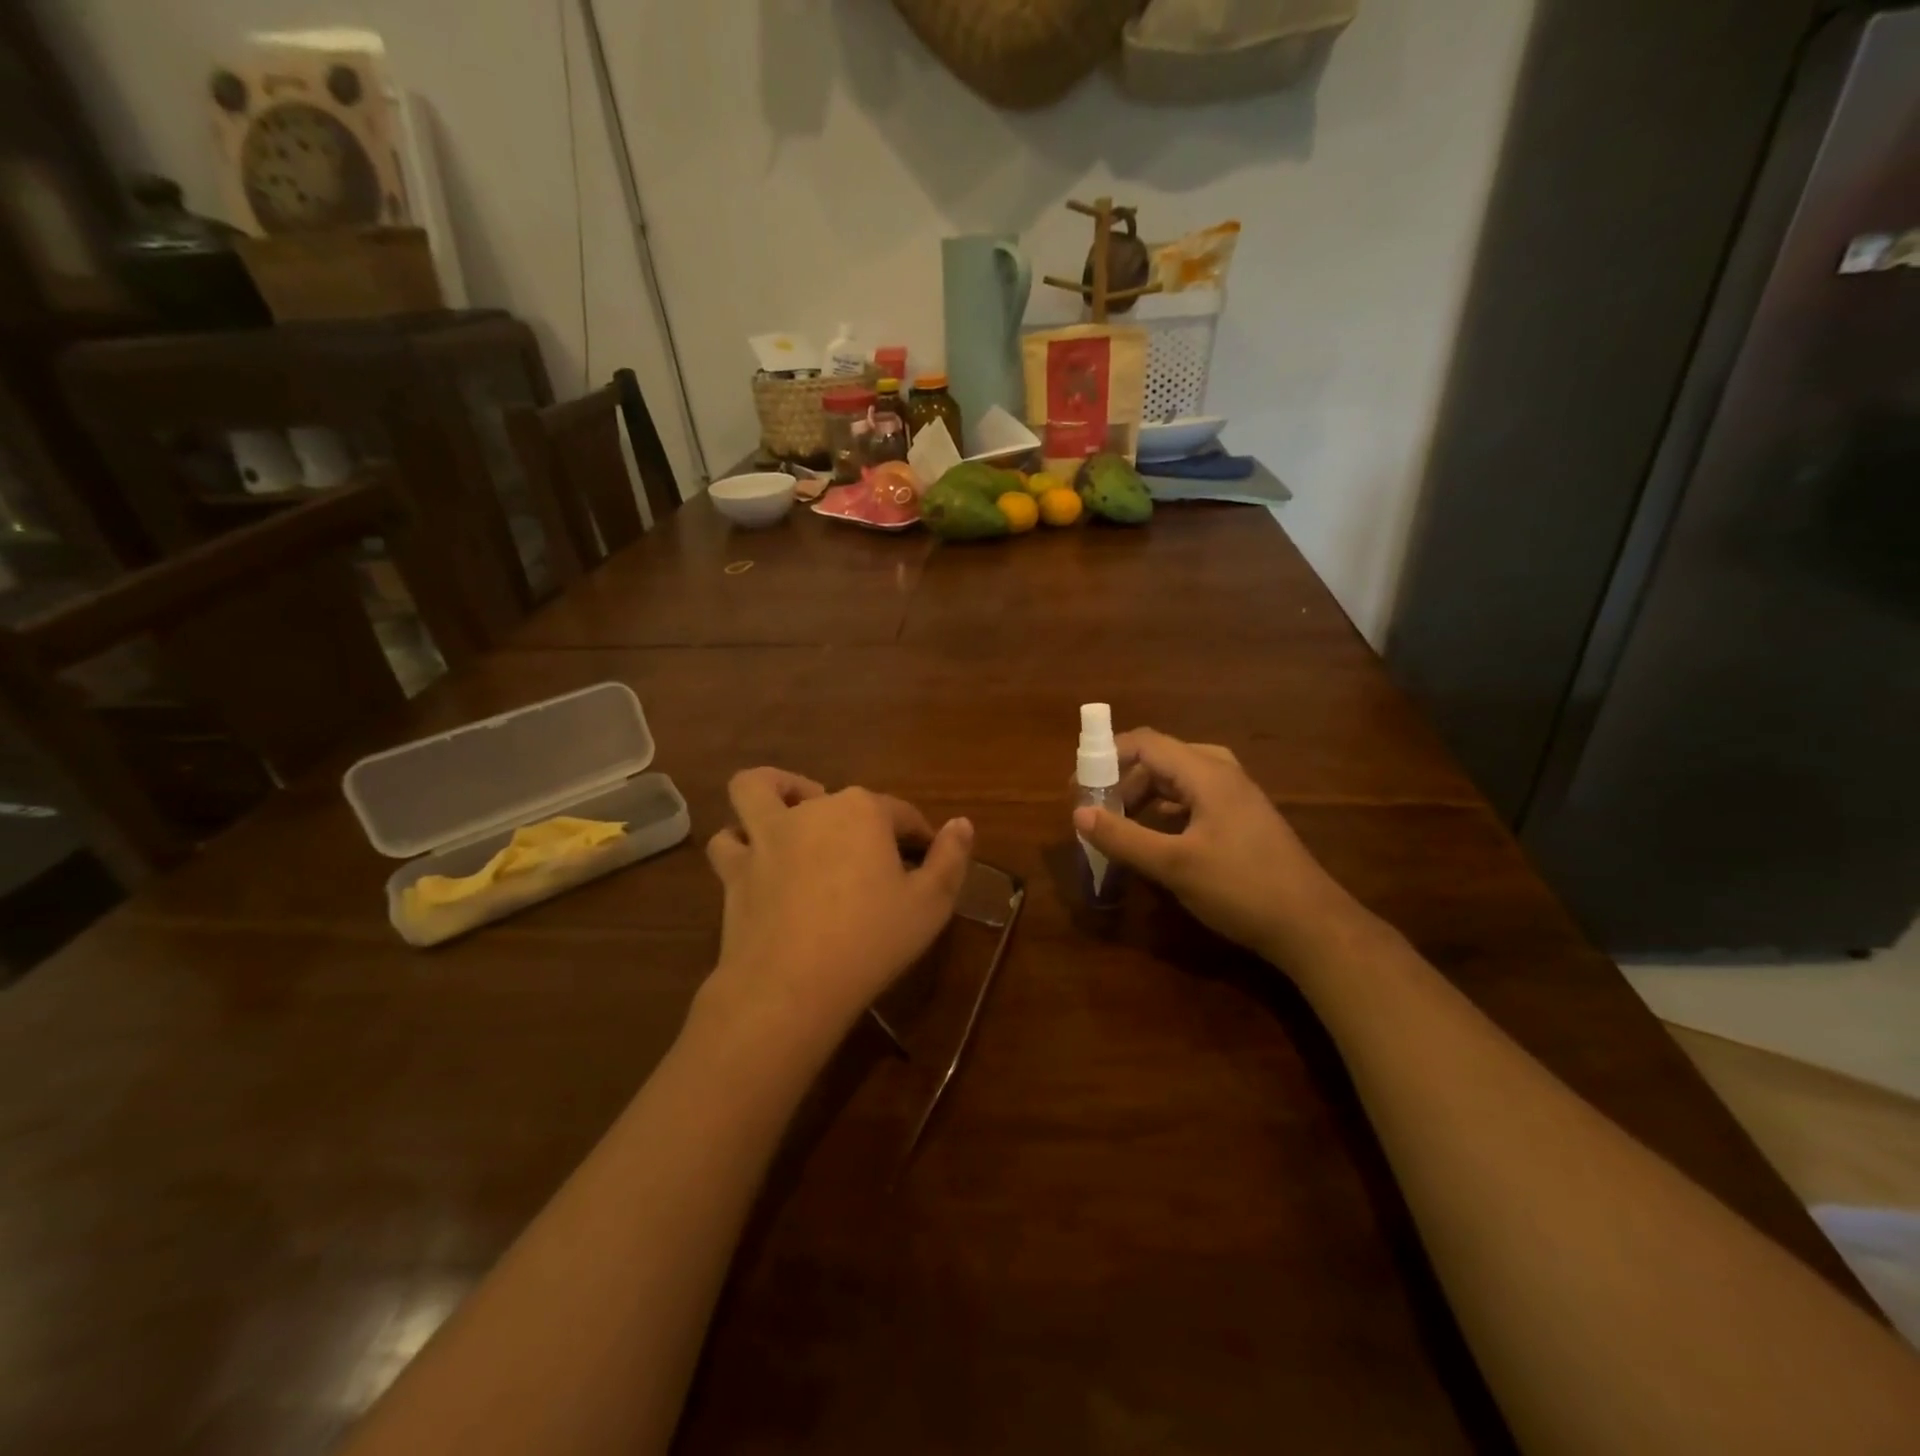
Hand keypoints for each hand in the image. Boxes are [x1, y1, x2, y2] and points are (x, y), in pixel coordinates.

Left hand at [701, 768, 972, 1044]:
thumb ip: (951, 859)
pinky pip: (728, 841)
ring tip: (793, 814)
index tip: (926, 856)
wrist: (791, 986)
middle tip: (872, 858)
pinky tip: (755, 859)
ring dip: (776, 793)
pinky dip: (740, 843)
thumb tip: (962, 824)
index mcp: (863, 811)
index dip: (917, 833)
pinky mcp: (735, 869)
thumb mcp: (931, 905)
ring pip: (759, 789)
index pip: (900, 812)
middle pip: (840, 798)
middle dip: (860, 819)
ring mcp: (767, 835)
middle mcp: (812, 809)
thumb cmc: (871, 941)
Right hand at [1073, 729, 1352, 964]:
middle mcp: (1223, 774)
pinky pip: (1195, 798)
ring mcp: (1237, 797)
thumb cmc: (1241, 887)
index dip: (1107, 756)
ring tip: (1121, 824)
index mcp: (1207, 773)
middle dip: (1124, 779)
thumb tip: (1079, 814)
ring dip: (1145, 795)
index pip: (1146, 742)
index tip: (1080, 785)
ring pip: (1178, 779)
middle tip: (1099, 810)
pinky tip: (1157, 837)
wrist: (1311, 925)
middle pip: (1161, 758)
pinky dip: (1167, 810)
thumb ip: (1124, 837)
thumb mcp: (1174, 864)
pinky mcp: (1243, 819)